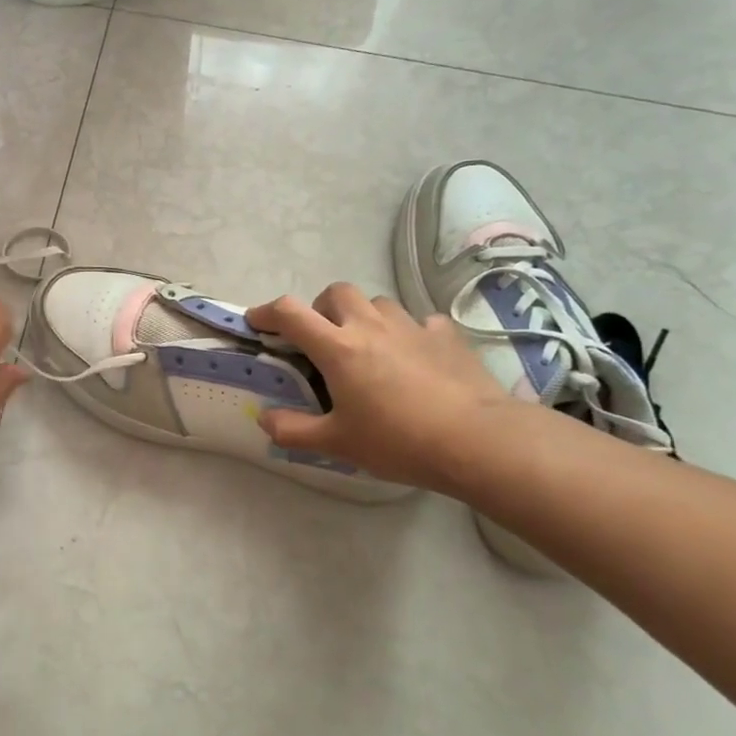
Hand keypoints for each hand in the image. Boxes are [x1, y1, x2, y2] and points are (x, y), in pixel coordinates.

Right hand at [247, 284, 512, 492]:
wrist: (478, 440)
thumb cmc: (398, 440)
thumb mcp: (336, 443)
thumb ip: (293, 430)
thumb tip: (264, 418)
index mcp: (337, 348)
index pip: (290, 313)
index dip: (266, 312)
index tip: (256, 322)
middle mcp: (370, 325)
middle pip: (335, 292)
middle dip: (320, 308)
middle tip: (321, 338)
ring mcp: (411, 326)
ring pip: (377, 302)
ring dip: (363, 316)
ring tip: (367, 347)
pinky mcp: (445, 335)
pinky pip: (419, 321)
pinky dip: (407, 332)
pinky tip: (413, 357)